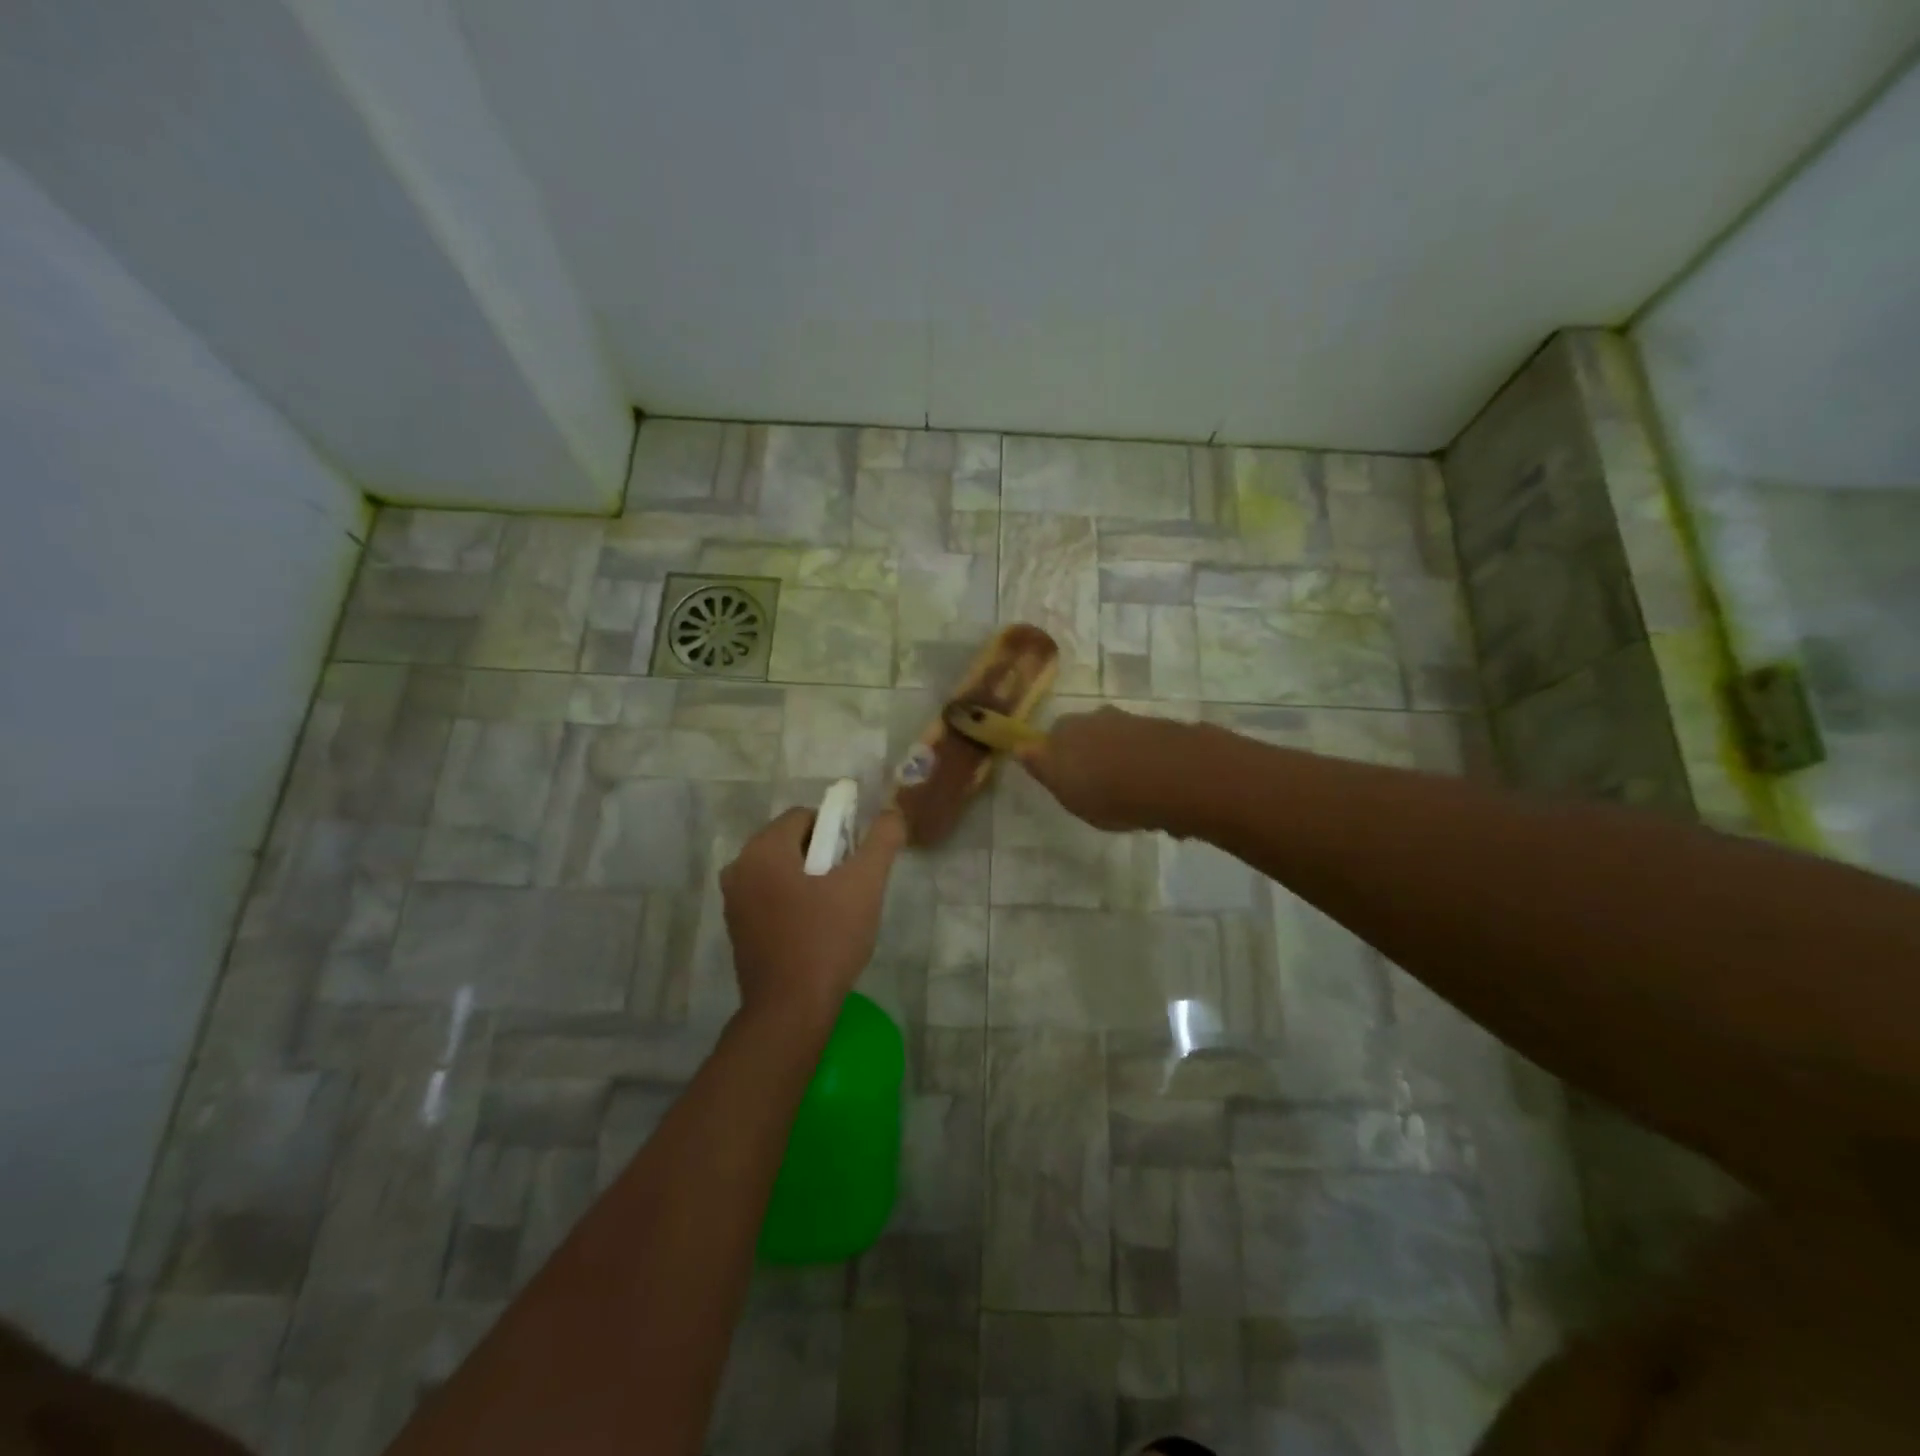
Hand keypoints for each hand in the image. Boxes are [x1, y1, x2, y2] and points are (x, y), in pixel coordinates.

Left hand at [720, 806, 905, 1024]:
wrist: (790, 1010)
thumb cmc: (827, 939)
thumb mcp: (865, 884)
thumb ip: (882, 840)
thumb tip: (892, 812)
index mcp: (763, 849)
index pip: (805, 816)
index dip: (836, 830)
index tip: (855, 860)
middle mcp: (739, 867)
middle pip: (790, 841)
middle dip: (823, 854)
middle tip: (850, 885)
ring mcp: (733, 900)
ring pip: (780, 869)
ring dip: (808, 878)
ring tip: (835, 908)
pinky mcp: (736, 928)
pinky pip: (768, 895)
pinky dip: (791, 900)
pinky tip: (814, 928)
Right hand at [1015, 707, 1196, 833]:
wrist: (1175, 777)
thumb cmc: (1108, 793)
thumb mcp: (1066, 792)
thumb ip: (1044, 768)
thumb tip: (1021, 747)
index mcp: (1066, 731)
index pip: (1050, 739)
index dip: (1055, 758)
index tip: (1064, 780)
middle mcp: (1096, 718)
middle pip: (1085, 734)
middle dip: (1088, 754)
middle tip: (1096, 787)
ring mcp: (1132, 721)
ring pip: (1116, 740)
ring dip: (1119, 759)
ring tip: (1129, 793)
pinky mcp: (1164, 731)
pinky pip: (1146, 749)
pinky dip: (1146, 764)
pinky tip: (1154, 789)